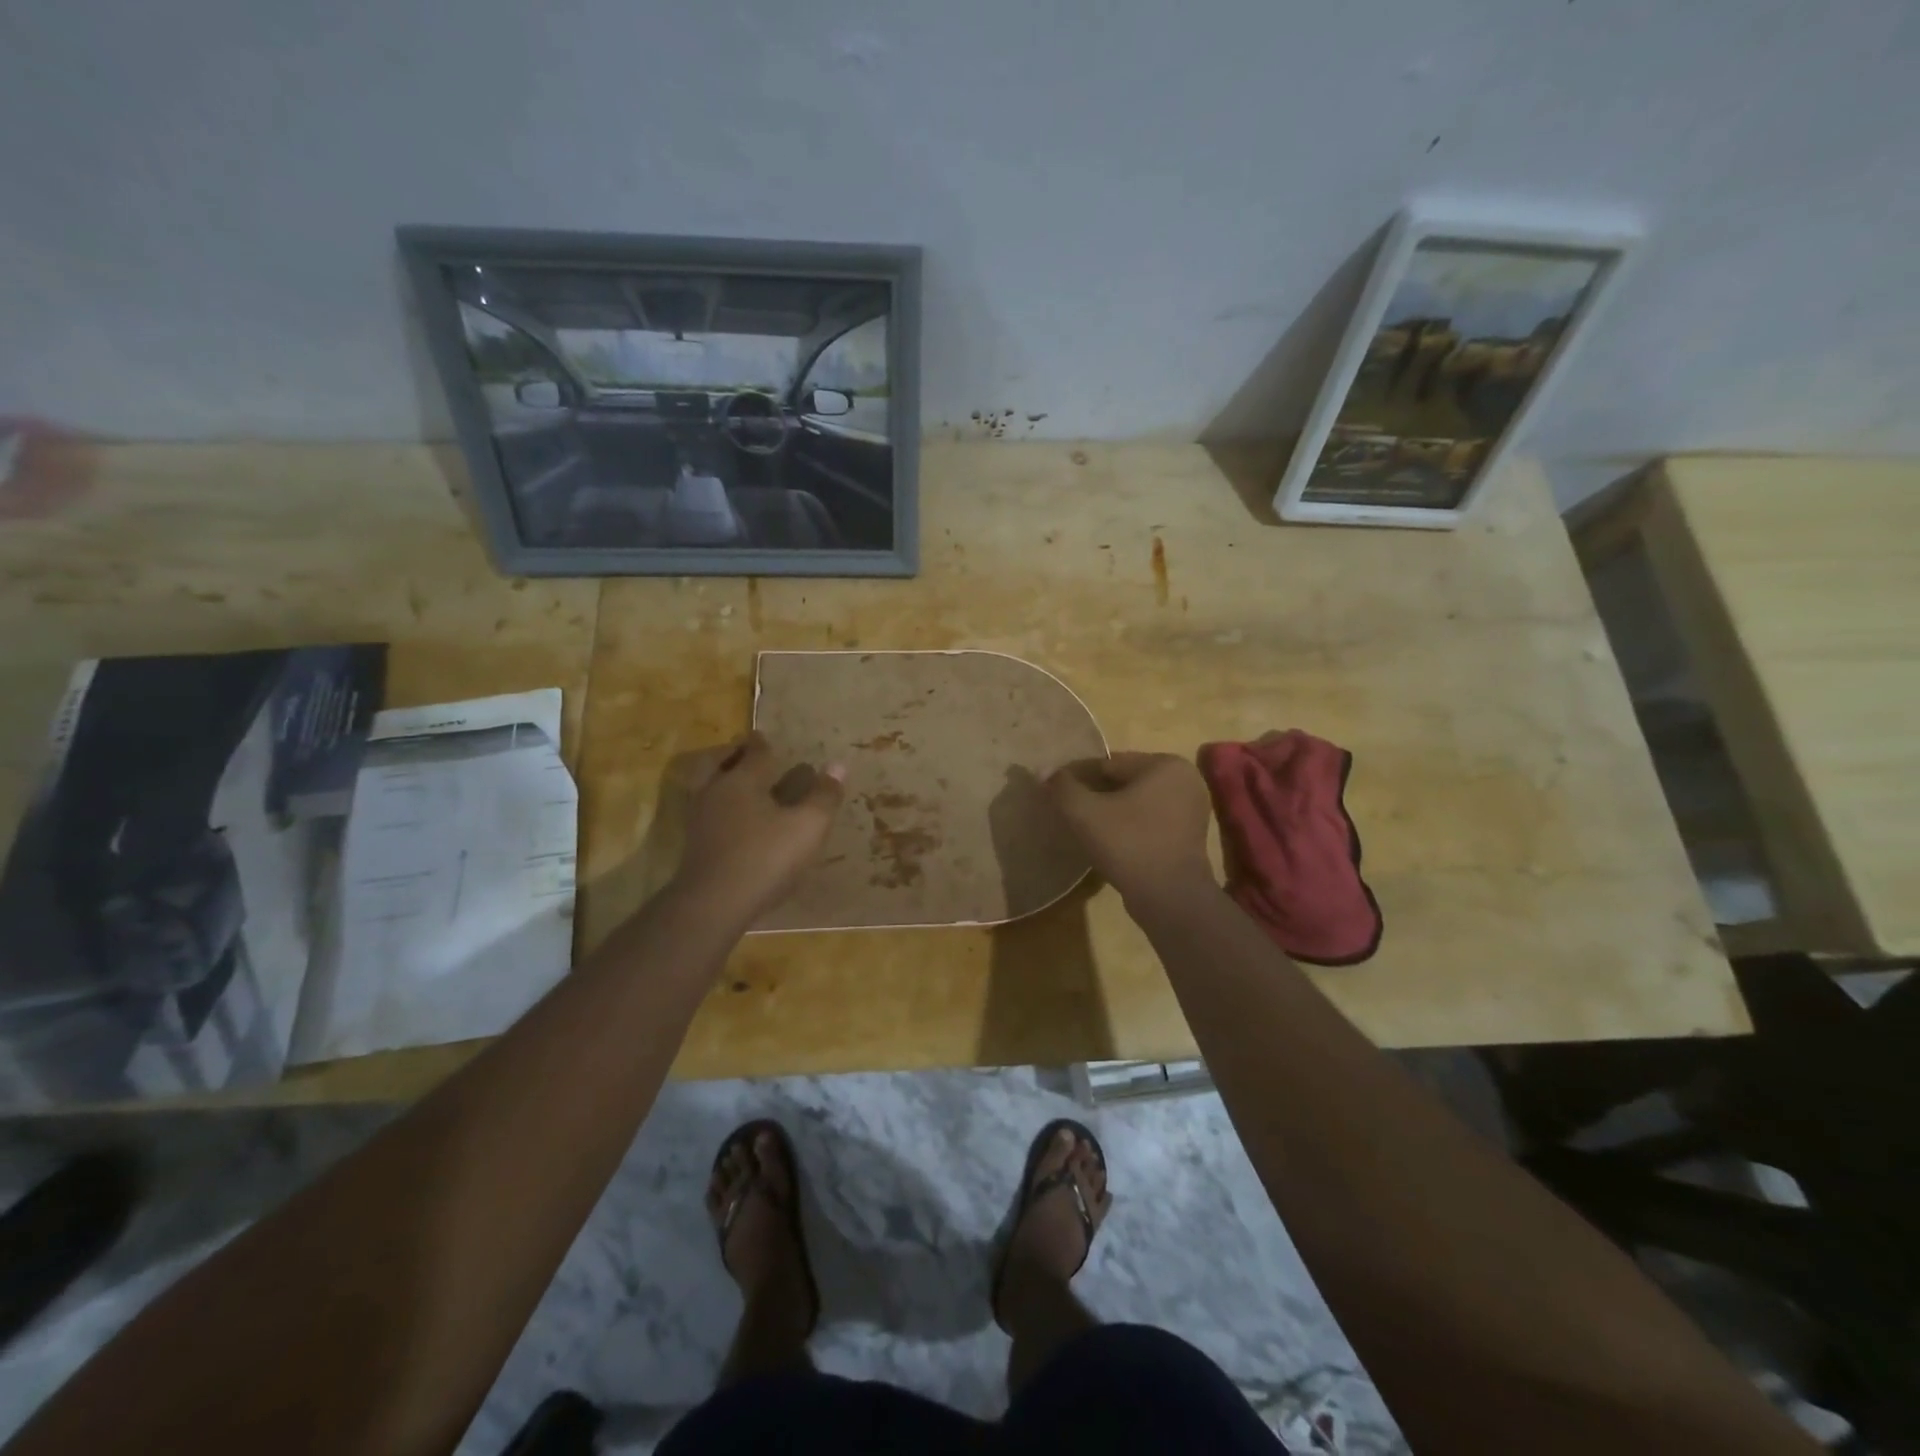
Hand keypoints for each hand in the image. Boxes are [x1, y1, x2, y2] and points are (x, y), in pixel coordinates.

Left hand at [671, 732, 845, 924]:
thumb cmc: (765, 857)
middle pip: (717, 763)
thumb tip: (838, 765)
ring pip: (707, 787)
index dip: (763, 744)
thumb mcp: (808, 827)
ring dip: (721, 780)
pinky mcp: (694, 846)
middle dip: (731, 755)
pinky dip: (719, 807)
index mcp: (742, 780)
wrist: (713, 904)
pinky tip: (734, 822)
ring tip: (740, 787)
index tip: (765, 737)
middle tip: (743, 753)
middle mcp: (715, 792)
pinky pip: (707, 813)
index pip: (754, 753)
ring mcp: (699, 820)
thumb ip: (824, 796)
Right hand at [1046, 752, 1213, 903]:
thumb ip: (1062, 787)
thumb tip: (1043, 770)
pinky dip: (1129, 826)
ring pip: (1136, 802)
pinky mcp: (1189, 835)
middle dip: (1095, 794)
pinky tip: (1110, 842)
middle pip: (1124, 781)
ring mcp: (1191, 809)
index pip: (1109, 764)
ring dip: (1111, 811)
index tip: (1056, 792)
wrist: (1169, 898)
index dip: (1078, 777)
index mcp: (1166, 764)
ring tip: (1086, 828)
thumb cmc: (1129, 845)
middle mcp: (1185, 779)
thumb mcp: (1085, 813)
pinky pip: (1149, 820)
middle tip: (1069, 812)